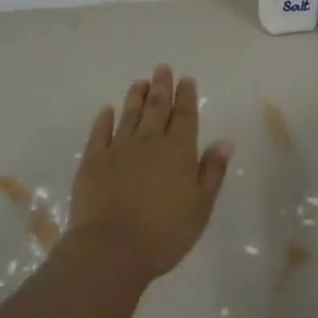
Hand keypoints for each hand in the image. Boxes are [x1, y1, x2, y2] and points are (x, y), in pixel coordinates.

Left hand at [66, 65, 233, 280]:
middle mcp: (149, 142)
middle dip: (161, 87)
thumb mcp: (200, 207)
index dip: (186, 96)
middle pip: (157, 108)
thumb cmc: (164, 234)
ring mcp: (118, 149)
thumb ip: (212, 171)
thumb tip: (225, 141)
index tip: (186, 79)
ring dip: (135, 96)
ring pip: (129, 115)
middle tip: (162, 68)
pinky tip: (107, 110)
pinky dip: (104, 119)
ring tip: (139, 81)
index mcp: (178, 151)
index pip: (185, 116)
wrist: (111, 250)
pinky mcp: (93, 161)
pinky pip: (99, 133)